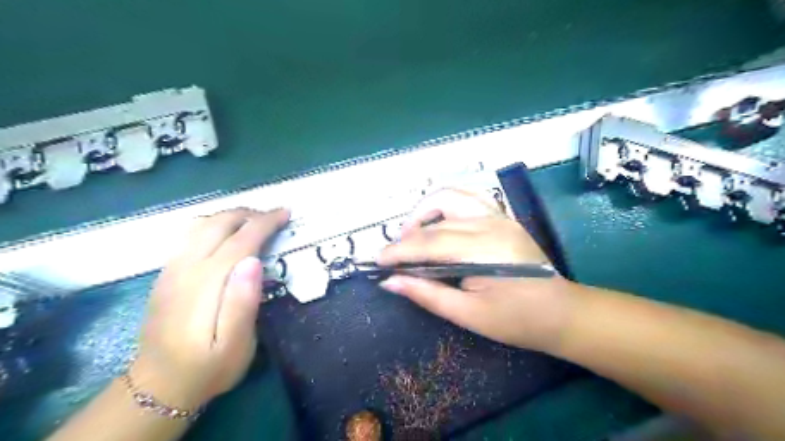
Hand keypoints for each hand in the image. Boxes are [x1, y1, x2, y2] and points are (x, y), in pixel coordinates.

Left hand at [129, 208, 289, 408]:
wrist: (158, 386)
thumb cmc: (208, 367)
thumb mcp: (236, 344)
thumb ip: (243, 302)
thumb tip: (254, 261)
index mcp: (207, 283)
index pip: (240, 240)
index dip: (265, 223)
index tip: (286, 214)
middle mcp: (185, 268)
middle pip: (218, 224)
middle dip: (249, 214)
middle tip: (275, 216)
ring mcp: (171, 269)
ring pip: (201, 225)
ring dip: (231, 216)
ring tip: (254, 220)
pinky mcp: (166, 274)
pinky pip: (190, 235)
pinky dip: (214, 224)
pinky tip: (226, 234)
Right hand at [380, 187, 574, 350]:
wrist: (562, 312)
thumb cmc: (517, 321)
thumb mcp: (468, 315)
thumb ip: (427, 294)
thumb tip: (390, 282)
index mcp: (484, 251)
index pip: (429, 243)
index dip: (399, 251)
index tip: (377, 261)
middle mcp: (490, 224)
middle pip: (436, 221)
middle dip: (407, 235)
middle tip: (394, 255)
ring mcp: (499, 216)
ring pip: (451, 195)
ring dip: (425, 210)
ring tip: (412, 233)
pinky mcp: (502, 216)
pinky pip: (467, 197)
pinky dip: (445, 204)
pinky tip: (437, 222)